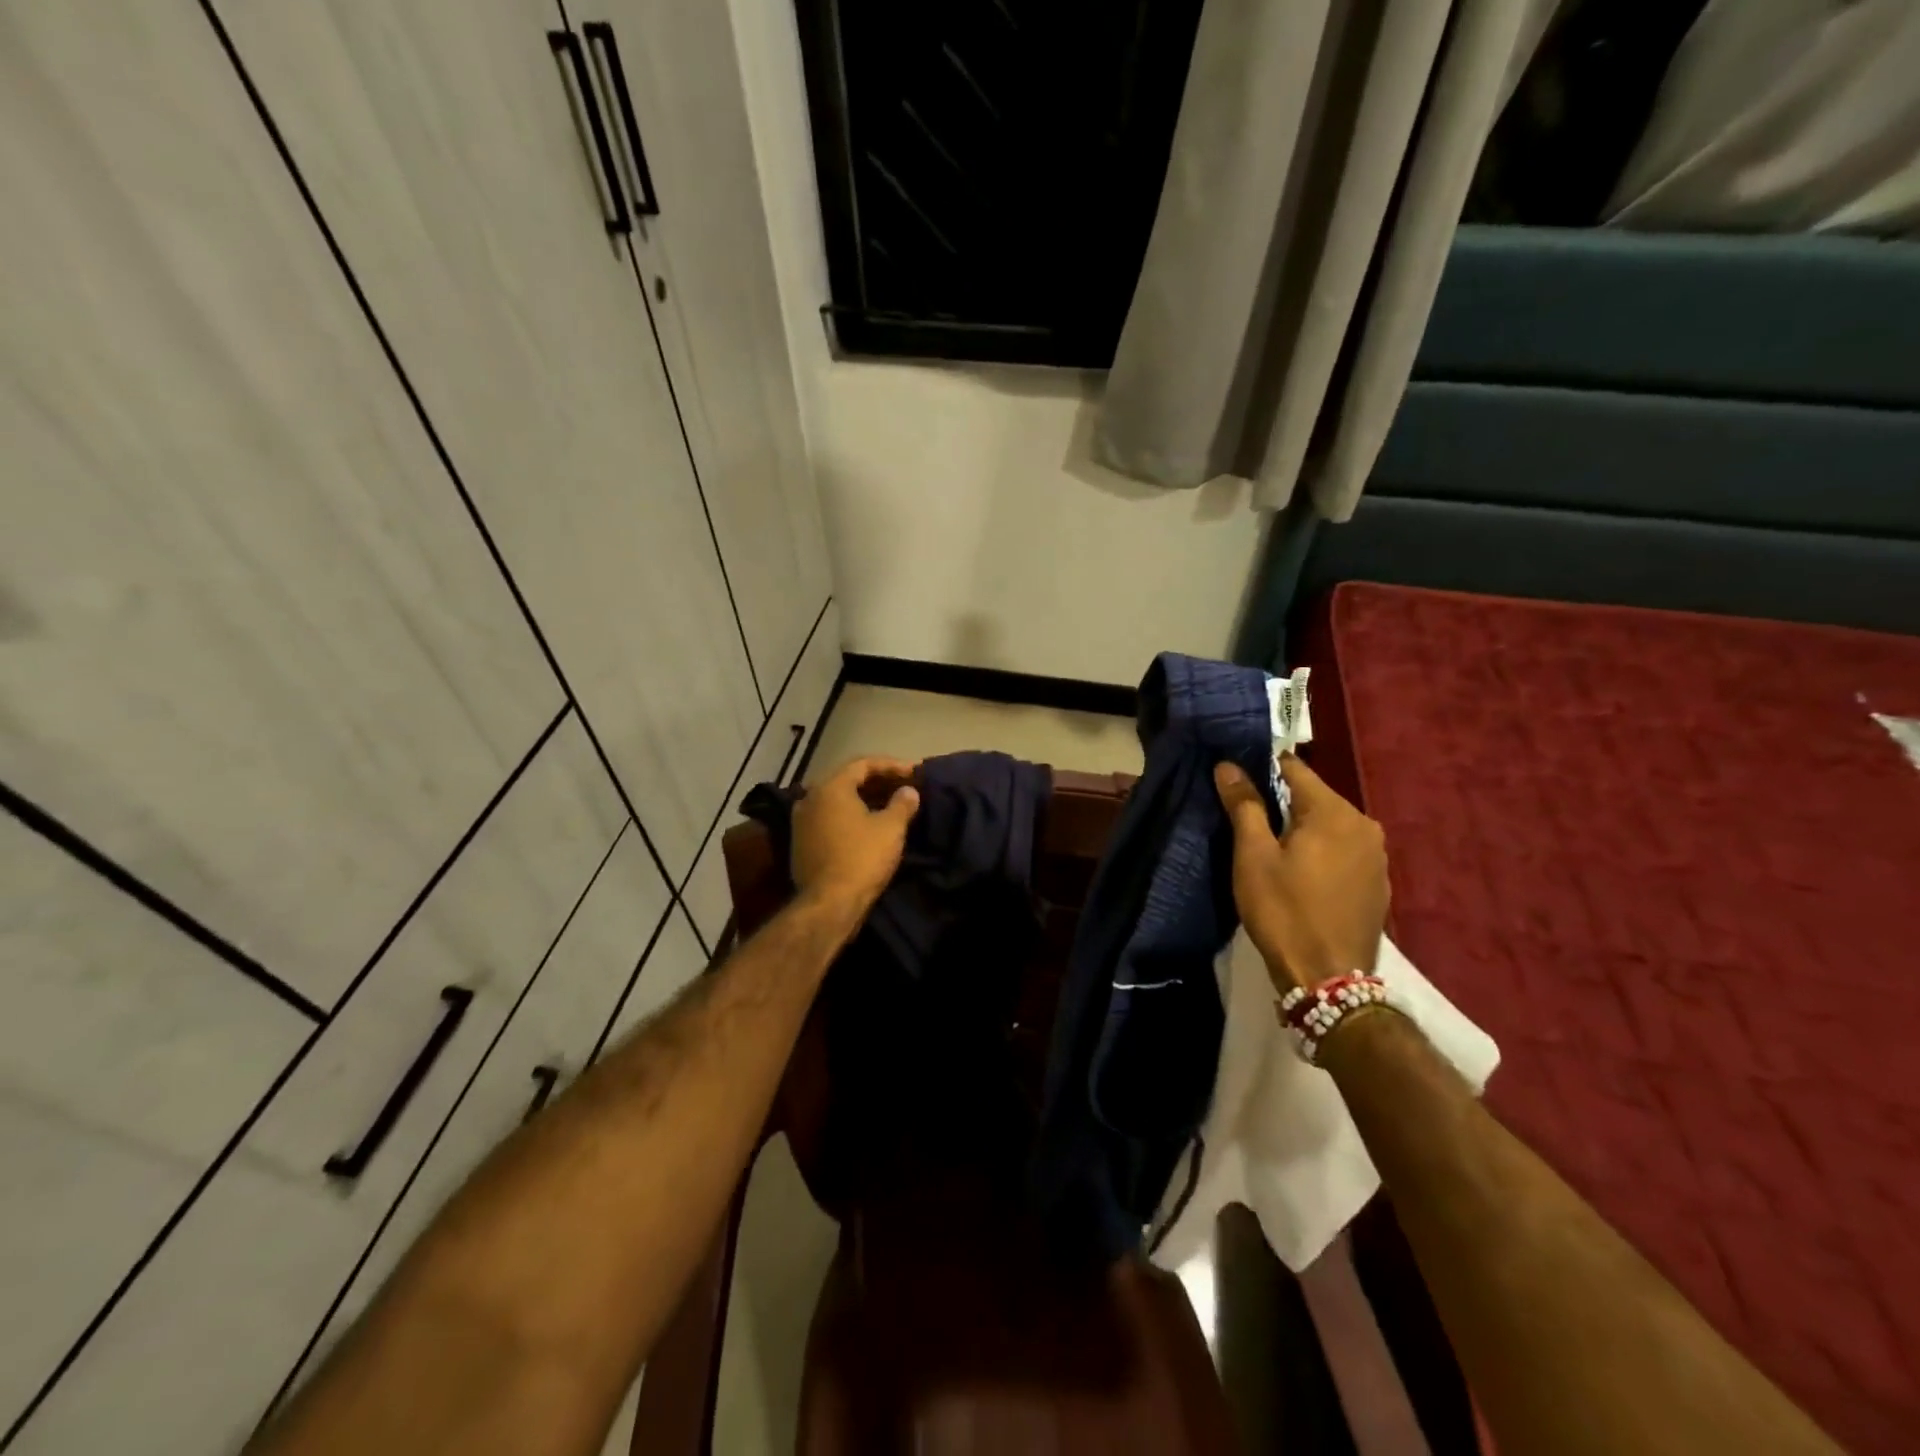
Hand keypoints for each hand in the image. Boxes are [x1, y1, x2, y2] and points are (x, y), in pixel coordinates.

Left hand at [791, 756, 920, 913]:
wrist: (829, 903)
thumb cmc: (862, 858)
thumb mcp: (891, 828)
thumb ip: (902, 803)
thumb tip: (909, 791)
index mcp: (830, 787)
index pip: (863, 764)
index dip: (892, 765)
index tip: (914, 772)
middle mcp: (810, 797)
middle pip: (847, 779)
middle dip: (877, 781)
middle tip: (903, 785)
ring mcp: (801, 820)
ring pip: (837, 800)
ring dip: (863, 798)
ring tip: (889, 804)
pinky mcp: (800, 842)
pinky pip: (829, 817)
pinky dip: (849, 815)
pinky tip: (868, 824)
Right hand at [1215, 756, 1388, 992]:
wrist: (1329, 980)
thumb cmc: (1284, 911)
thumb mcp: (1253, 856)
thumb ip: (1244, 805)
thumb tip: (1228, 766)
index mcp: (1334, 812)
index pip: (1294, 769)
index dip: (1262, 767)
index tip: (1236, 776)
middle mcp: (1364, 825)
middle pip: (1314, 796)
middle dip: (1282, 800)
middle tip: (1247, 815)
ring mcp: (1376, 856)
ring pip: (1330, 824)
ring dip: (1302, 827)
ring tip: (1271, 844)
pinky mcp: (1378, 883)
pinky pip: (1343, 850)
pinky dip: (1321, 850)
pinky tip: (1301, 871)